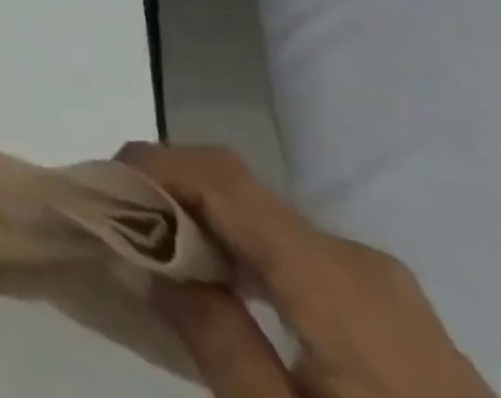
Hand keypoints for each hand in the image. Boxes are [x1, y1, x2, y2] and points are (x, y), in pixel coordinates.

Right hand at [119, 144, 492, 397]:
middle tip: (118, 230)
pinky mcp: (399, 322)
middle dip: (170, 197)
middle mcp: (361, 263)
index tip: (101, 188)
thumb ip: (211, 336)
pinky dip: (245, 256)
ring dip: (205, 227)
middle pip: (241, 193)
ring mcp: (388, 292)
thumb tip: (140, 253)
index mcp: (336, 279)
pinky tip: (224, 296)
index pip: (223, 177)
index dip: (154, 163)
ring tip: (158, 261)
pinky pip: (300, 257)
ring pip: (267, 223)